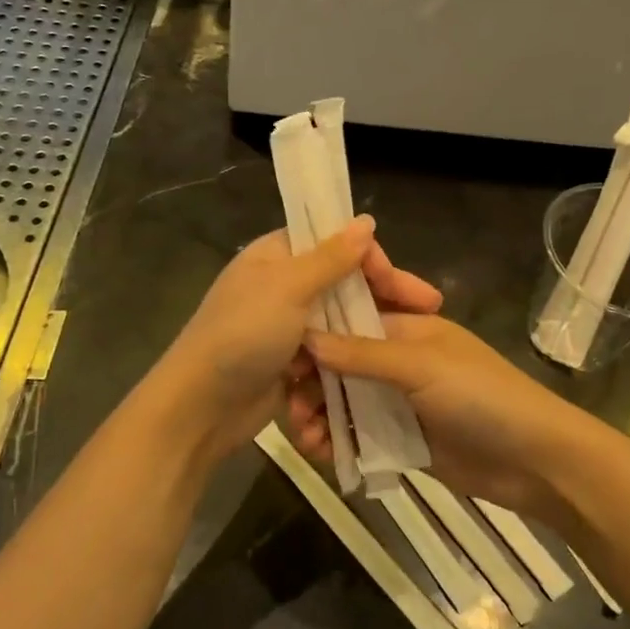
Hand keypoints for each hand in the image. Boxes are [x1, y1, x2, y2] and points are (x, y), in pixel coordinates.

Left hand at [158, 217, 441, 465]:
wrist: (200, 408)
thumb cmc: (243, 335)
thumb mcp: (289, 288)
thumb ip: (331, 257)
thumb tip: (366, 220)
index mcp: (275, 256)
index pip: (334, 242)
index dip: (371, 259)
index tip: (403, 284)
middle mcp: (280, 285)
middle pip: (342, 283)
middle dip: (383, 297)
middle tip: (429, 309)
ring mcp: (284, 327)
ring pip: (339, 321)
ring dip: (369, 331)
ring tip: (412, 343)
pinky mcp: (288, 363)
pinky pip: (328, 354)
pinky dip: (349, 358)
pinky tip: (381, 367)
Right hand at [290, 315, 605, 524]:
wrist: (534, 461)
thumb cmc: (482, 397)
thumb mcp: (421, 366)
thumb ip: (363, 353)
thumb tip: (307, 337)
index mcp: (407, 328)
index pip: (349, 319)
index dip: (314, 333)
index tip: (282, 355)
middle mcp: (398, 359)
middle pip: (340, 363)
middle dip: (311, 382)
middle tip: (290, 406)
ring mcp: (399, 401)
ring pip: (344, 400)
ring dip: (320, 414)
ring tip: (306, 438)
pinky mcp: (401, 439)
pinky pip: (359, 434)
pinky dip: (338, 441)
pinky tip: (323, 454)